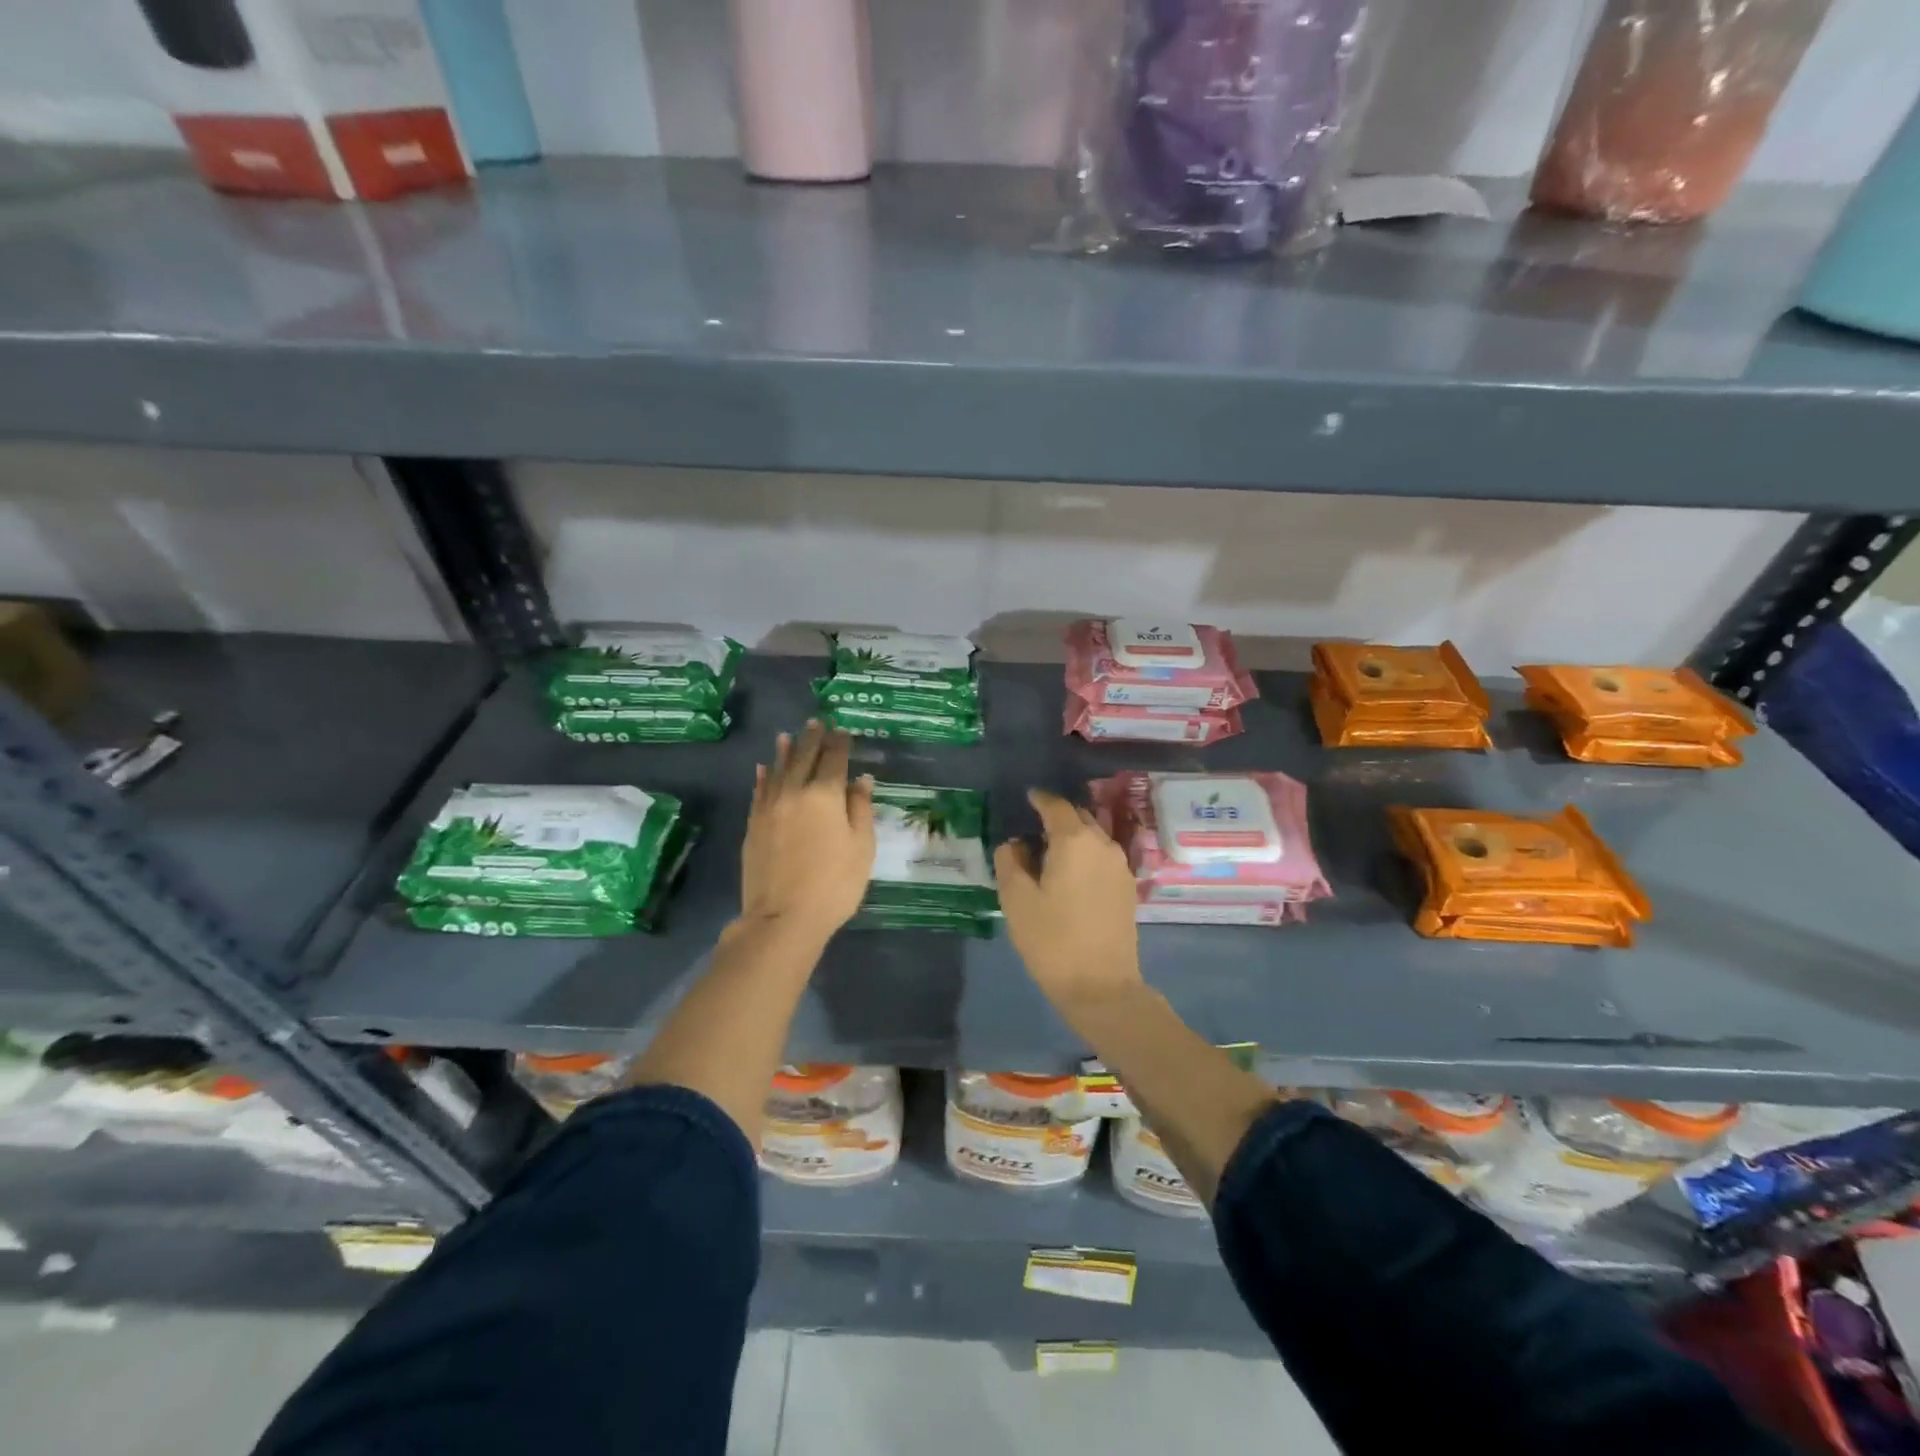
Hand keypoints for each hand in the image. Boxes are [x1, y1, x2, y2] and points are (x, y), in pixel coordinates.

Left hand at [740, 721, 874, 943]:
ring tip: (788, 735)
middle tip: (817, 722)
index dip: (840, 743)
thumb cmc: (834, 884)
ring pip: (778, 770)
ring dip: (785, 751)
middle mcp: (794, 792)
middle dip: (812, 738)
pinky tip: (764, 768)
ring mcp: (769, 808)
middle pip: (804, 758)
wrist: (783, 918)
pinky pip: (759, 792)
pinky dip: (764, 777)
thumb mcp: (861, 847)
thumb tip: (861, 778)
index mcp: (825, 795)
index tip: (843, 731)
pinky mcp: (754, 825)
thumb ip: (859, 808)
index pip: (834, 759)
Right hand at [994, 789, 1142, 1021]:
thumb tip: (1015, 844)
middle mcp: (1102, 844)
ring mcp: (1120, 866)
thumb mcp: (1016, 900)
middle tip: (1034, 829)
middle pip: (1079, 817)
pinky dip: (1086, 855)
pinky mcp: (1128, 888)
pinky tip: (1072, 874)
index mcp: (1074, 841)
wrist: (1101, 986)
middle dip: (1057, 817)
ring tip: (1051, 853)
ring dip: (1073, 837)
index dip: (1040, 799)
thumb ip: (1010, 862)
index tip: (1027, 798)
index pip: (1056, 806)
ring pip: (1094, 837)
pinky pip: (1103, 857)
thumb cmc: (1052, 939)